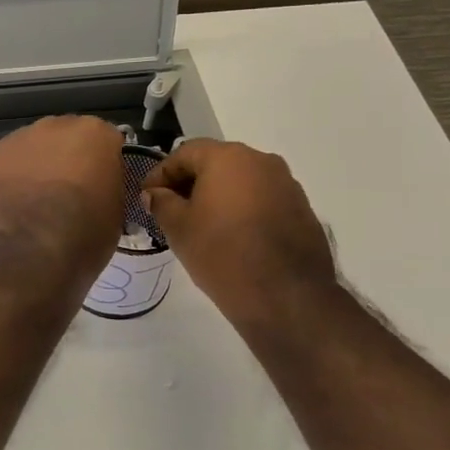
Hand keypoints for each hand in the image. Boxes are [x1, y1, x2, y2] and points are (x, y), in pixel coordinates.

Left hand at [0, 117, 124, 288]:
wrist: (33, 257)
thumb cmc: (85, 236)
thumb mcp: (116, 210)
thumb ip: (107, 183)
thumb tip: (97, 184)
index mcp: (93, 133)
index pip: (104, 141)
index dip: (101, 165)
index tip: (98, 186)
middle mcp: (54, 125)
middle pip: (63, 137)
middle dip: (64, 159)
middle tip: (64, 194)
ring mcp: (15, 140)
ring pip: (28, 149)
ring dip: (32, 168)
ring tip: (31, 203)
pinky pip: (0, 167)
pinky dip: (4, 183)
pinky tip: (8, 208)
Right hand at [142, 140, 339, 334]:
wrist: (285, 296)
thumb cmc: (222, 254)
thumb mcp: (179, 229)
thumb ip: (162, 203)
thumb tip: (155, 194)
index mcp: (228, 157)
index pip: (185, 153)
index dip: (162, 174)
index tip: (148, 197)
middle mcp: (261, 160)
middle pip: (216, 163)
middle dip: (191, 183)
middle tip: (171, 210)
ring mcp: (286, 184)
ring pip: (242, 182)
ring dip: (219, 196)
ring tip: (202, 225)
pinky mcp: (301, 209)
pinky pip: (263, 200)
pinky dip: (243, 210)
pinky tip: (233, 237)